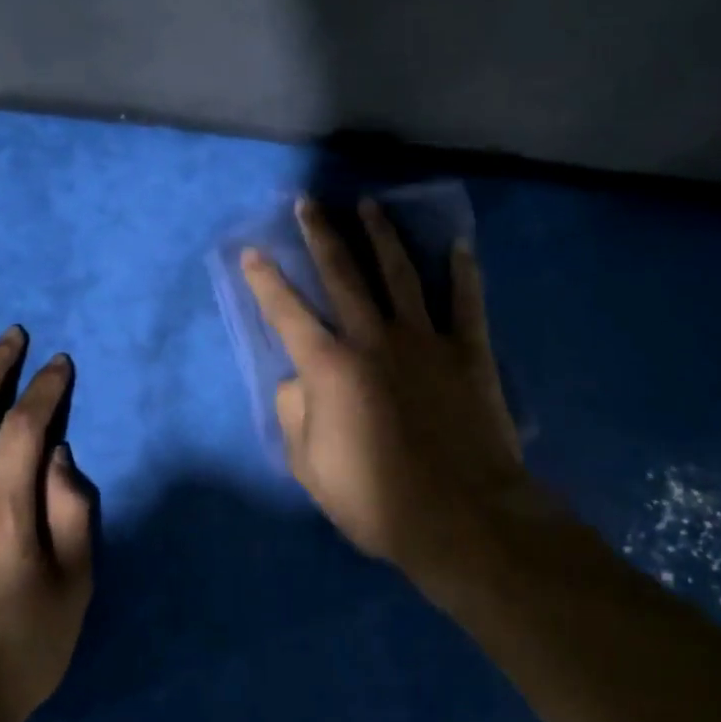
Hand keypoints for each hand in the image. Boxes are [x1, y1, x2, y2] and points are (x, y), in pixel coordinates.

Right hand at [240, 198, 548, 589]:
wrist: (463, 519)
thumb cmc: (378, 501)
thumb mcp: (311, 468)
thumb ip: (294, 416)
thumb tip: (296, 380)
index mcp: (330, 367)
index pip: (287, 312)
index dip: (266, 280)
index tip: (252, 250)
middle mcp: (373, 339)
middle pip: (343, 275)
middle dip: (322, 235)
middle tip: (309, 202)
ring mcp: (424, 340)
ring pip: (399, 274)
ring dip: (382, 236)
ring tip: (369, 205)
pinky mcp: (468, 352)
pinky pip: (466, 303)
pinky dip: (463, 272)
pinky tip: (460, 244)